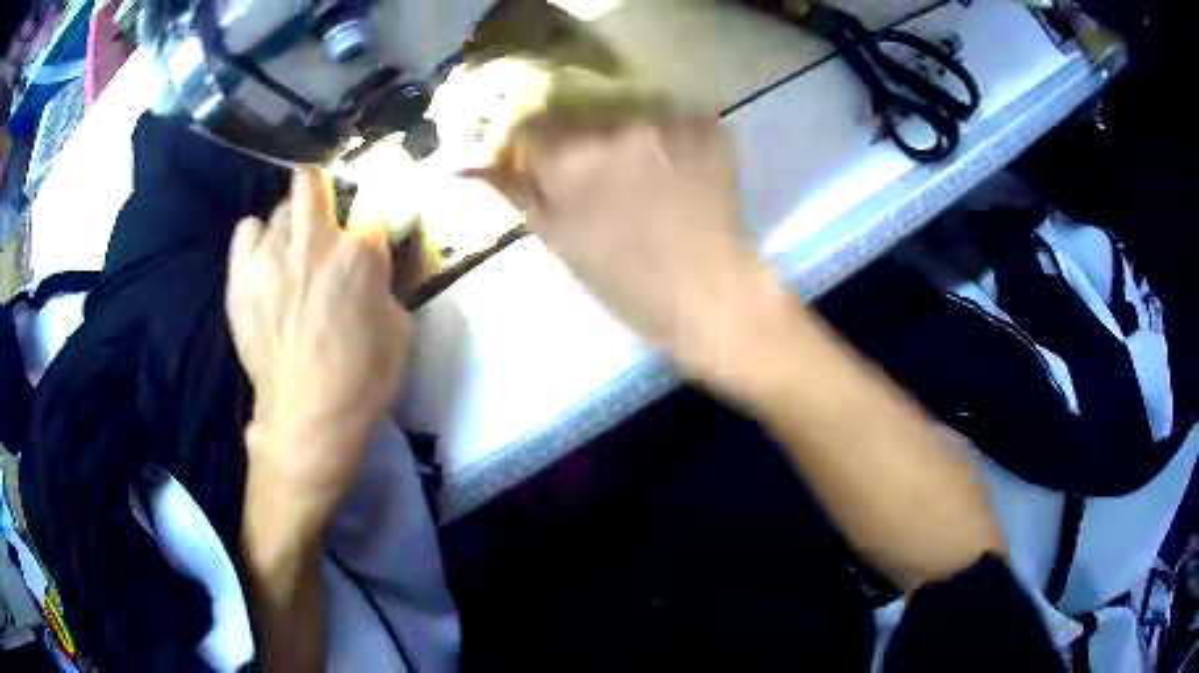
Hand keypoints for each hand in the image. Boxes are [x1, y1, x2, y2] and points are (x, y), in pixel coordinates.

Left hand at [227, 169, 412, 541]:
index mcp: (359, 253)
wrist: (308, 417)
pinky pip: (246, 230)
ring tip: (291, 251)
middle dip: (321, 192)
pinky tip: (263, 260)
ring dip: (291, 223)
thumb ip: (384, 282)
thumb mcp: (400, 328)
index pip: (372, 209)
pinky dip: (257, 239)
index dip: (371, 224)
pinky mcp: (241, 275)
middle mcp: (313, 240)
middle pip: (311, 181)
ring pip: (279, 208)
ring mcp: (271, 254)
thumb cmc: (362, 379)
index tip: (368, 240)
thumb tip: (370, 265)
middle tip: (324, 220)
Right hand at [471, 117, 782, 383]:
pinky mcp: (707, 126)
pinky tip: (684, 174)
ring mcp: (667, 123)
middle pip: (585, 113)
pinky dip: (675, 140)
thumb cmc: (628, 284)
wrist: (712, 297)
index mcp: (568, 159)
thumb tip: (462, 166)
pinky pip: (677, 120)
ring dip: (634, 138)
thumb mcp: (559, 242)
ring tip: (651, 179)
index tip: (554, 163)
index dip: (542, 143)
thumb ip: (515, 192)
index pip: (535, 122)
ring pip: (633, 112)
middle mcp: (615, 127)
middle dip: (589, 139)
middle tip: (610, 178)